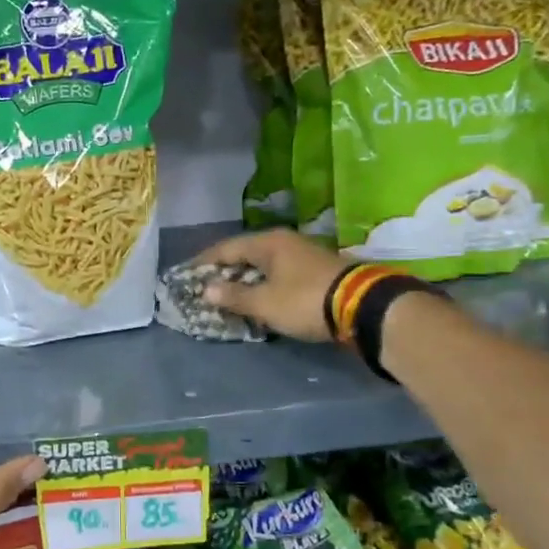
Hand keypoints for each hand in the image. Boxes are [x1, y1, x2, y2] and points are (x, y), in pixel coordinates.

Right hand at [195, 230, 345, 342]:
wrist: (362, 306)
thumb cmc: (304, 300)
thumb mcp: (265, 302)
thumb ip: (234, 296)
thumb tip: (206, 290)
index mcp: (268, 242)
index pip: (226, 248)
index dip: (204, 261)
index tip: (186, 273)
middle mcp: (284, 242)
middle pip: (245, 254)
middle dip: (225, 270)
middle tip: (205, 286)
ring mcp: (303, 254)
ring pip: (264, 264)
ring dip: (246, 279)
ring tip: (229, 294)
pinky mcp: (316, 270)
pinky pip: (279, 274)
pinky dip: (265, 284)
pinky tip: (259, 297)